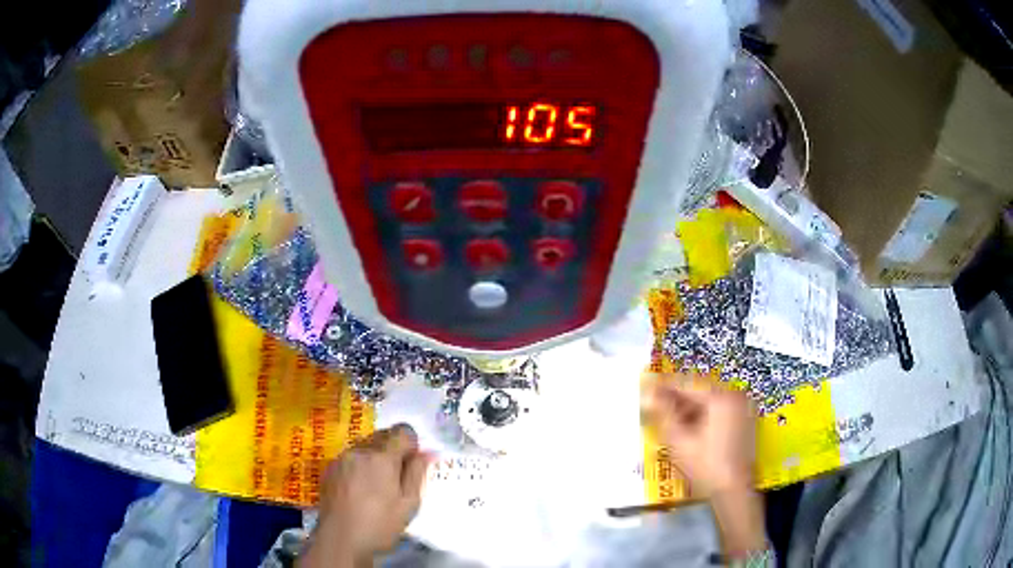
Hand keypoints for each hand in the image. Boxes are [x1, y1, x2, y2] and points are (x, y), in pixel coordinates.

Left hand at [302, 424, 429, 566]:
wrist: (340, 539)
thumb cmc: (380, 525)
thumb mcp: (408, 504)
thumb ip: (417, 473)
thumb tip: (426, 453)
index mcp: (382, 457)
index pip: (402, 431)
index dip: (412, 443)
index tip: (412, 463)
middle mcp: (360, 450)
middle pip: (382, 435)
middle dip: (394, 448)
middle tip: (398, 476)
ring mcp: (341, 458)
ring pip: (364, 445)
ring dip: (375, 456)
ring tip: (377, 484)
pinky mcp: (329, 468)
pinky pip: (350, 457)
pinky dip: (359, 465)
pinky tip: (359, 488)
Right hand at [641, 373, 755, 495]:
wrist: (734, 490)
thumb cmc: (705, 466)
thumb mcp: (679, 441)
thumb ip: (663, 414)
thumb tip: (648, 394)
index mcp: (721, 397)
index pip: (687, 385)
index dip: (664, 387)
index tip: (646, 388)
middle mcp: (735, 396)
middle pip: (700, 391)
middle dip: (677, 399)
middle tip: (655, 406)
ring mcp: (743, 408)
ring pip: (710, 402)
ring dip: (689, 409)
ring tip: (669, 420)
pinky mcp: (745, 421)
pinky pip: (720, 411)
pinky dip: (703, 416)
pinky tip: (689, 430)